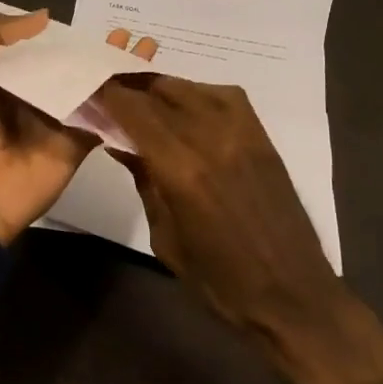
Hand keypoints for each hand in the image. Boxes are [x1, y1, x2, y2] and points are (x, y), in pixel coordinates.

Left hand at [0, 12, 151, 245]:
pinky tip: (146, 76)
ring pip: (92, 87)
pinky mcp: (78, 142)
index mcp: (1, 78)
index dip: (57, 33)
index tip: (84, 17)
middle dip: (95, 48)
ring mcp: (58, 120)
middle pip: (69, 65)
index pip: (34, 48)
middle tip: (123, 30)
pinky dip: (125, 98)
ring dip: (117, 67)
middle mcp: (32, 96)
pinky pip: (104, 117)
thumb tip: (43, 18)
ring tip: (144, 44)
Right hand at [95, 76, 382, 383]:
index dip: (109, 95)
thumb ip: (145, 183)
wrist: (292, 295)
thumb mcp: (166, 239)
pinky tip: (187, 106)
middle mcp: (211, 139)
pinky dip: (198, 93)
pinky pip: (226, 96)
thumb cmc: (220, 282)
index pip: (135, 112)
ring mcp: (242, 134)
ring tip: (142, 96)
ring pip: (192, 88)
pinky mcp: (262, 138)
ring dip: (161, 88)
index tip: (90, 89)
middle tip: (109, 90)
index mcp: (181, 170)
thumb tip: (120, 144)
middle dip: (130, 87)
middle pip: (161, 93)